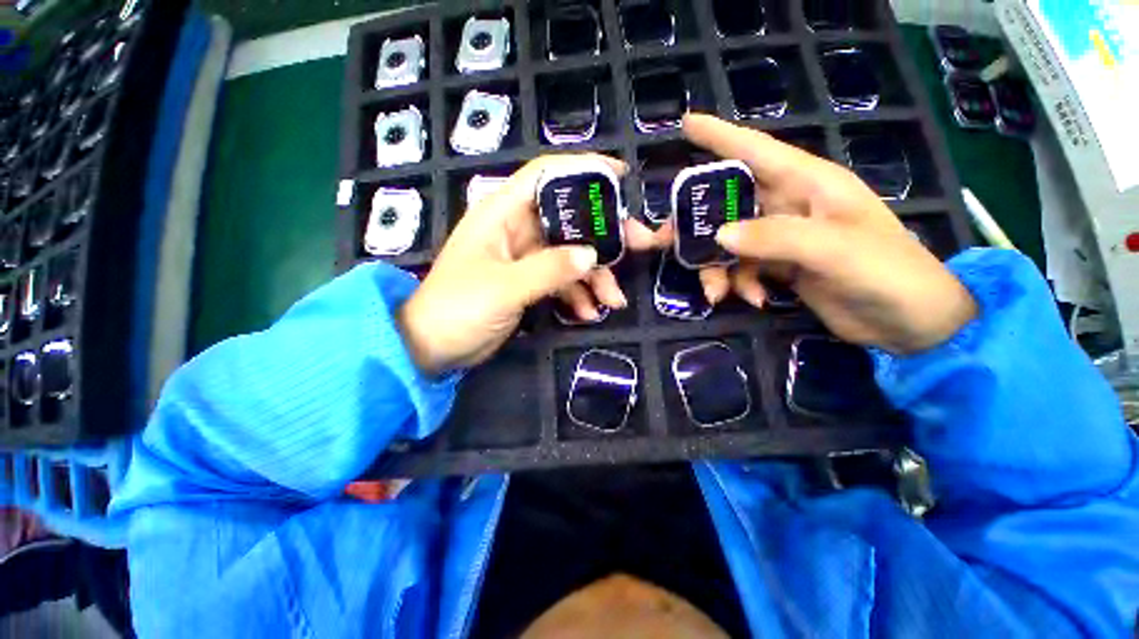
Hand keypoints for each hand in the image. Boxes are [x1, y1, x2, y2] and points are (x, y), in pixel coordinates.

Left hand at [398, 154, 662, 374]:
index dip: (584, 170)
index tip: (622, 176)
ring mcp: (526, 257)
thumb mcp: (505, 287)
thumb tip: (591, 255)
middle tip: (641, 245)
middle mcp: (517, 229)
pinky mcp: (530, 282)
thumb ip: (549, 269)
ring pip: (572, 254)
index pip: (546, 174)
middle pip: (570, 218)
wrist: (433, 347)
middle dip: (605, 234)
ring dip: (595, 276)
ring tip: (613, 301)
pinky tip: (587, 314)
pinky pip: (563, 280)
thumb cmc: (458, 308)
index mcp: (503, 213)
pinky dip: (578, 295)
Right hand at [682, 113, 976, 353]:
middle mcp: (791, 205)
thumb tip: (719, 236)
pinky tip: (754, 300)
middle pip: (728, 203)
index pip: (756, 149)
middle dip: (697, 224)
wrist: (908, 322)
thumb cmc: (887, 272)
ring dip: (717, 268)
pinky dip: (739, 284)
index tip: (685, 124)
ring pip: (729, 242)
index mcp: (810, 183)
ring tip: (717, 293)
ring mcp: (783, 237)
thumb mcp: (834, 250)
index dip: (720, 136)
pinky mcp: (780, 265)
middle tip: (666, 242)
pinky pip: (742, 268)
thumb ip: (776, 238)